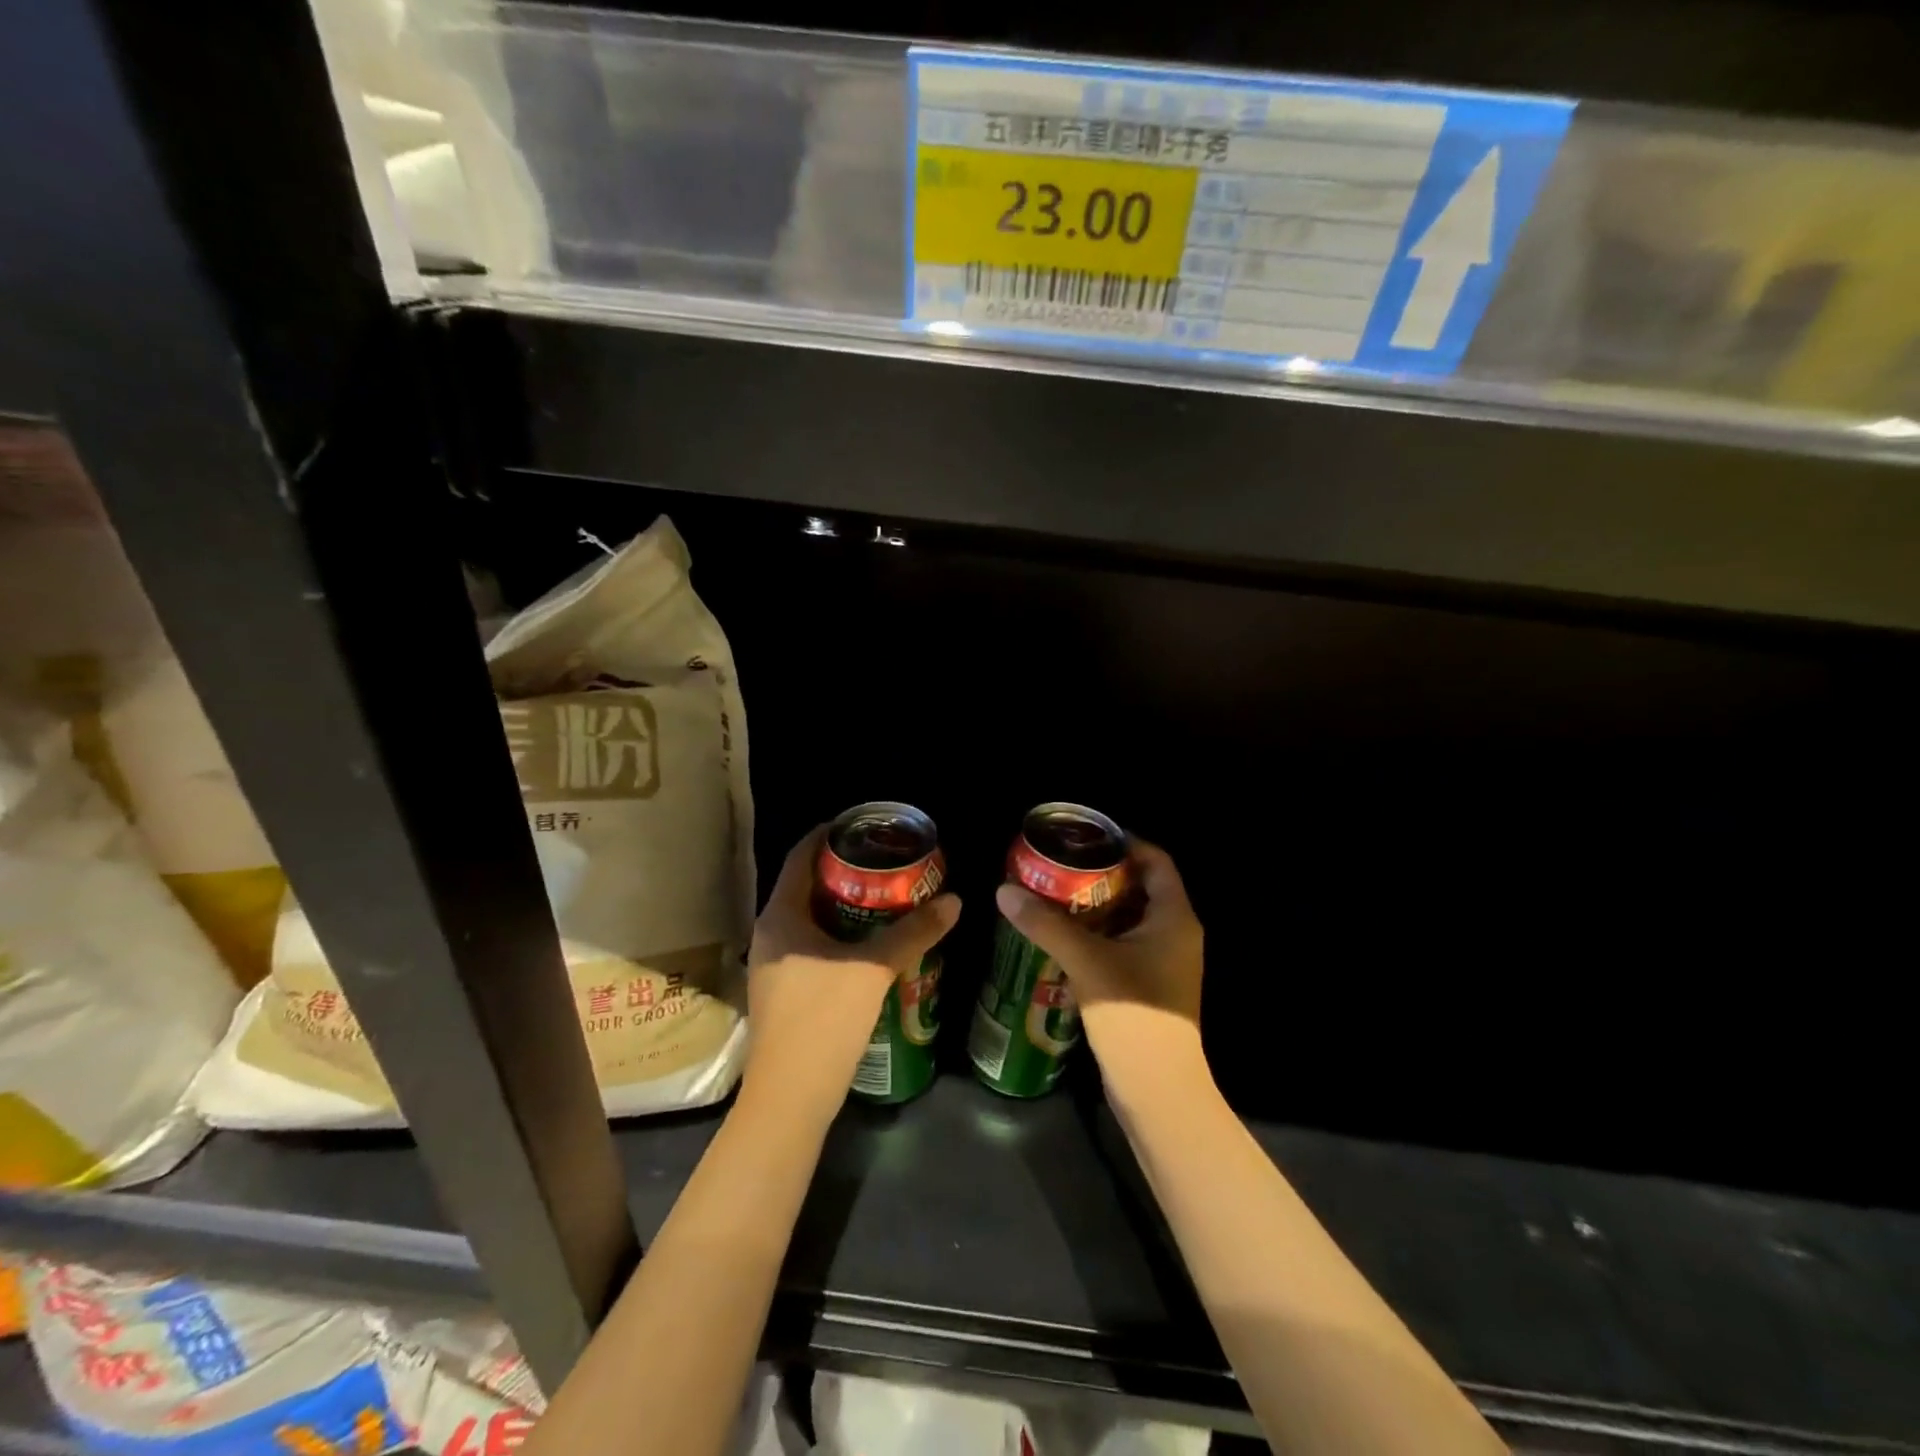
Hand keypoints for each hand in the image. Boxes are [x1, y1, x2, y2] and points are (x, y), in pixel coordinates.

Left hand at [743, 827, 960, 1111]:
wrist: (790, 1101)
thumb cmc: (823, 1022)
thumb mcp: (873, 970)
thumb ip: (913, 932)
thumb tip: (955, 900)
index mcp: (781, 917)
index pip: (801, 856)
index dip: (830, 834)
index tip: (865, 825)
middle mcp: (770, 934)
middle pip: (806, 885)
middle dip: (845, 871)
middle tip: (887, 862)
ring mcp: (774, 965)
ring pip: (810, 918)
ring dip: (845, 905)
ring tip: (886, 897)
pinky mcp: (783, 991)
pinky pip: (811, 945)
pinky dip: (839, 934)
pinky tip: (871, 944)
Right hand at [994, 839, 1206, 1101]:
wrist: (1158, 1092)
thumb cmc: (1133, 1016)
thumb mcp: (1086, 962)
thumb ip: (1046, 924)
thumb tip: (1004, 890)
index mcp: (1174, 918)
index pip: (1156, 861)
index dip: (1124, 843)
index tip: (1083, 837)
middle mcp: (1175, 934)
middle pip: (1140, 887)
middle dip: (1100, 874)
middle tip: (1058, 865)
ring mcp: (1164, 962)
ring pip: (1128, 918)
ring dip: (1095, 906)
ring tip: (1053, 893)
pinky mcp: (1148, 986)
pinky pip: (1122, 944)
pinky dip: (1096, 934)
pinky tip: (1061, 935)